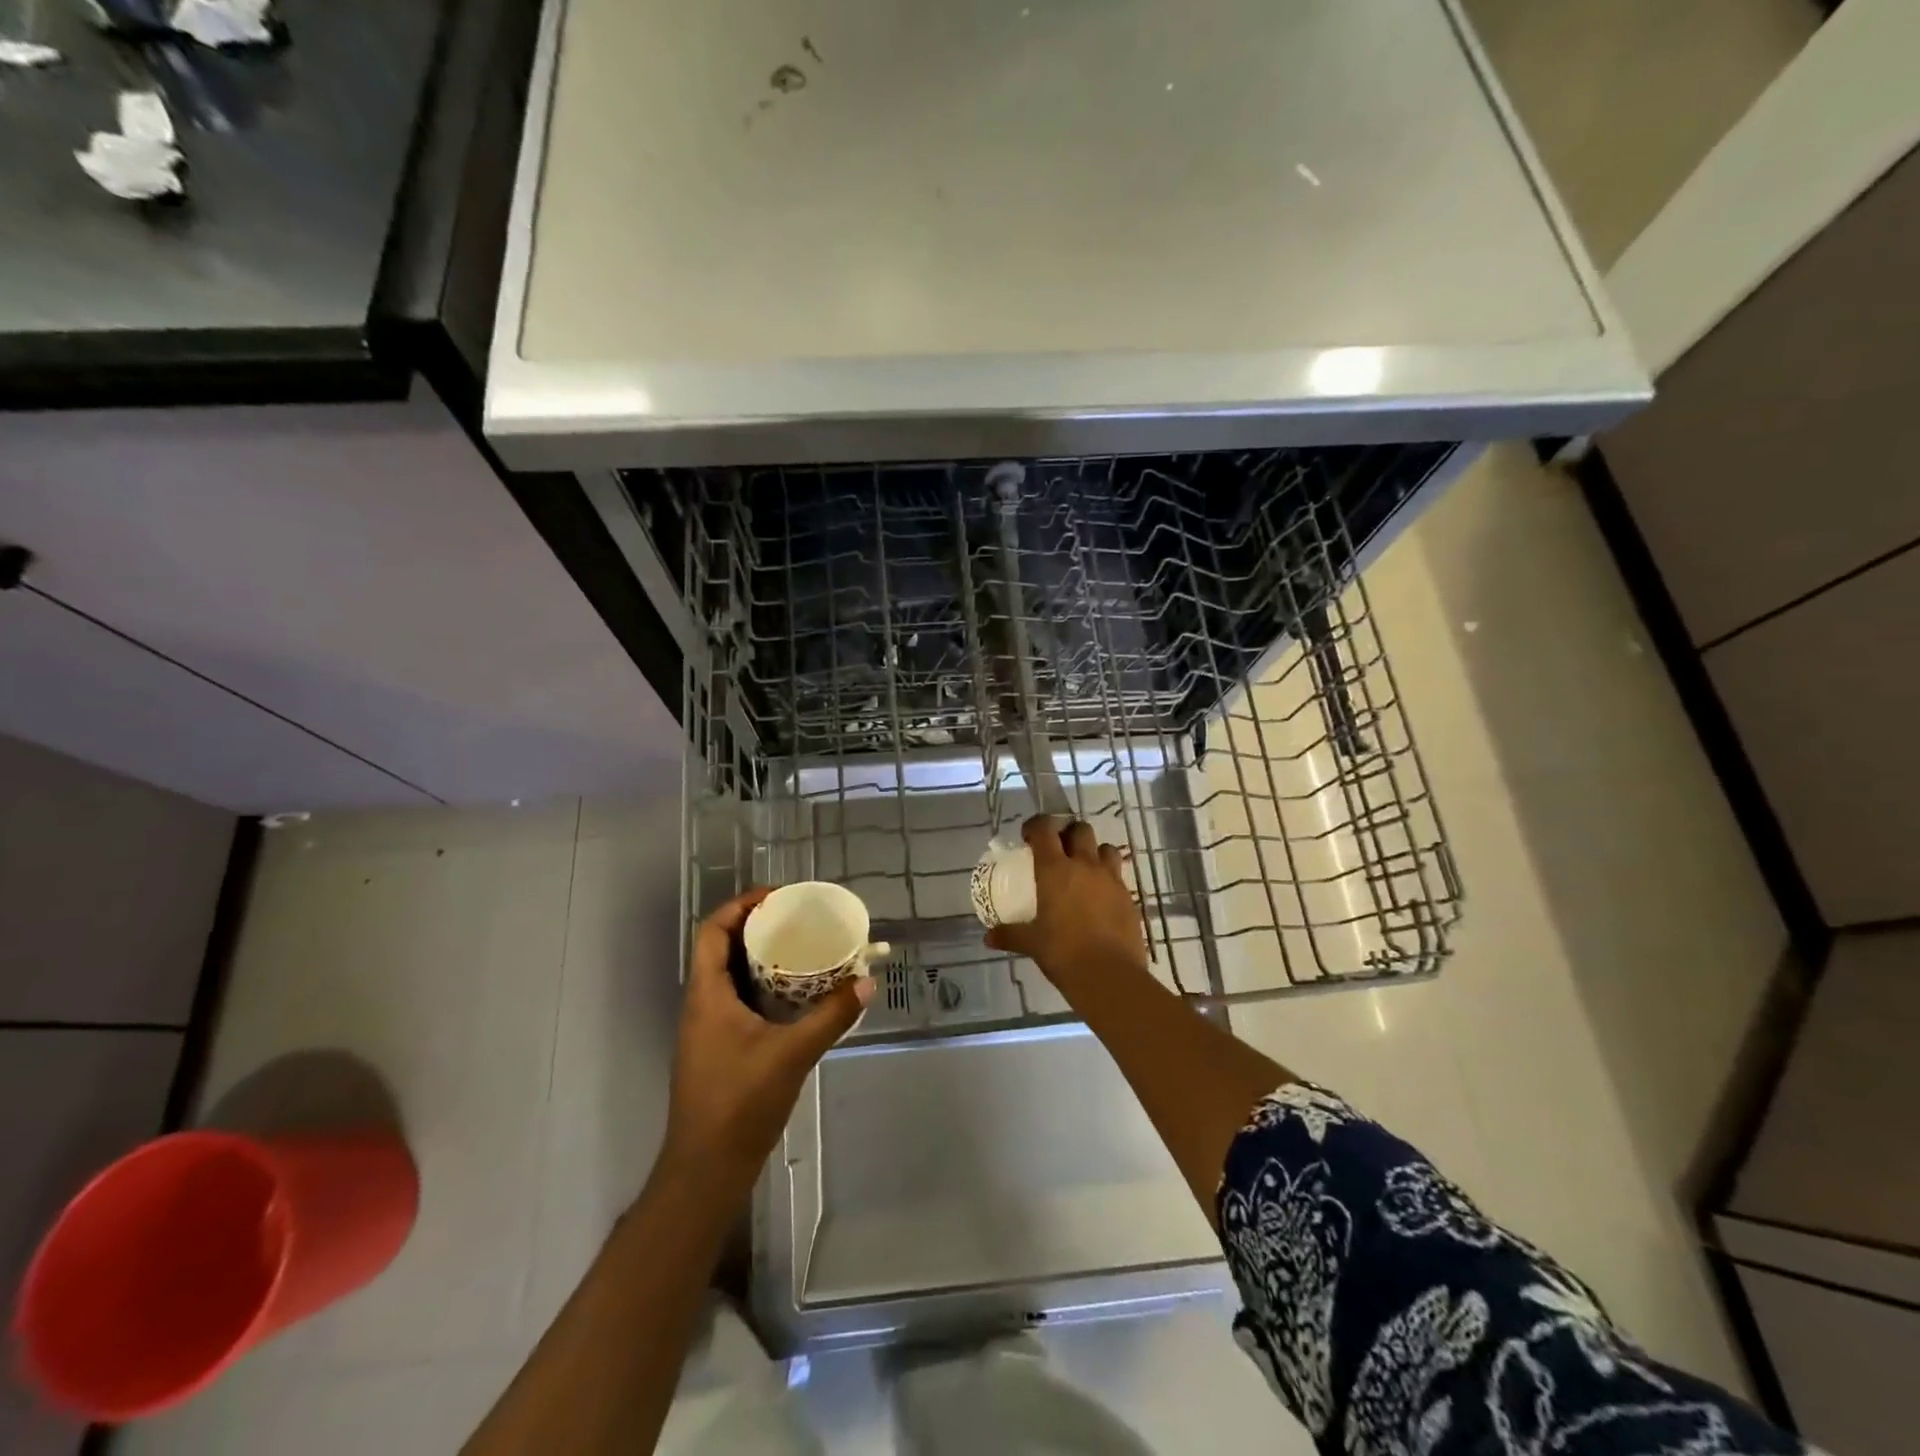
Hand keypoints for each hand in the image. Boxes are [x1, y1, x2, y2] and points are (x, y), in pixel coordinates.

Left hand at [660, 888, 873, 1201]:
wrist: (706, 1170)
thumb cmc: (739, 1103)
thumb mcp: (792, 1054)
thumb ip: (831, 1016)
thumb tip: (866, 982)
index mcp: (707, 995)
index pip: (713, 931)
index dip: (740, 905)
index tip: (778, 896)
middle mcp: (702, 1004)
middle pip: (722, 948)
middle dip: (757, 926)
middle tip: (798, 918)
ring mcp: (708, 1028)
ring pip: (730, 975)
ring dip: (760, 956)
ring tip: (801, 946)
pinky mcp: (719, 1048)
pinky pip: (739, 999)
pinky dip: (763, 985)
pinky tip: (795, 994)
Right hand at [984, 816, 1147, 988]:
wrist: (1110, 977)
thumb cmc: (1063, 953)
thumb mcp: (1032, 943)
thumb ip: (1010, 935)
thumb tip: (988, 937)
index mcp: (1055, 870)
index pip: (1045, 829)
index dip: (1036, 825)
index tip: (1029, 837)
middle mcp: (1084, 866)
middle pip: (1080, 829)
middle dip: (1068, 833)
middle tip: (1058, 850)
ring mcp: (1110, 879)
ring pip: (1105, 848)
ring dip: (1093, 852)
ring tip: (1084, 870)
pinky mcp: (1128, 897)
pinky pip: (1118, 876)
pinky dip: (1108, 878)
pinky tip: (1100, 898)